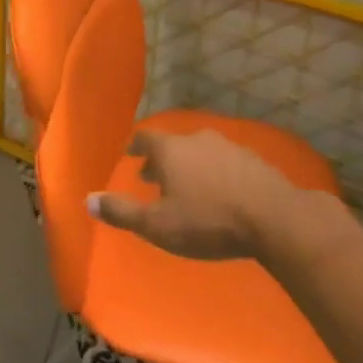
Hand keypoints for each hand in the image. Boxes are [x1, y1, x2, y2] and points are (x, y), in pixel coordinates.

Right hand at [90, 129, 309, 260]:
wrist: (275, 219)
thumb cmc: (207, 221)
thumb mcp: (157, 224)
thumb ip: (122, 212)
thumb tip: (87, 200)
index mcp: (171, 150)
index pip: (145, 138)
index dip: (135, 146)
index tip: (130, 154)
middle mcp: (197, 139)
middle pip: (173, 145)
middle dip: (161, 160)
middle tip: (153, 178)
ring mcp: (229, 147)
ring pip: (200, 152)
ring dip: (190, 167)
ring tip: (187, 188)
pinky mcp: (255, 162)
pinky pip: (225, 163)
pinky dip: (215, 174)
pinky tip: (221, 193)